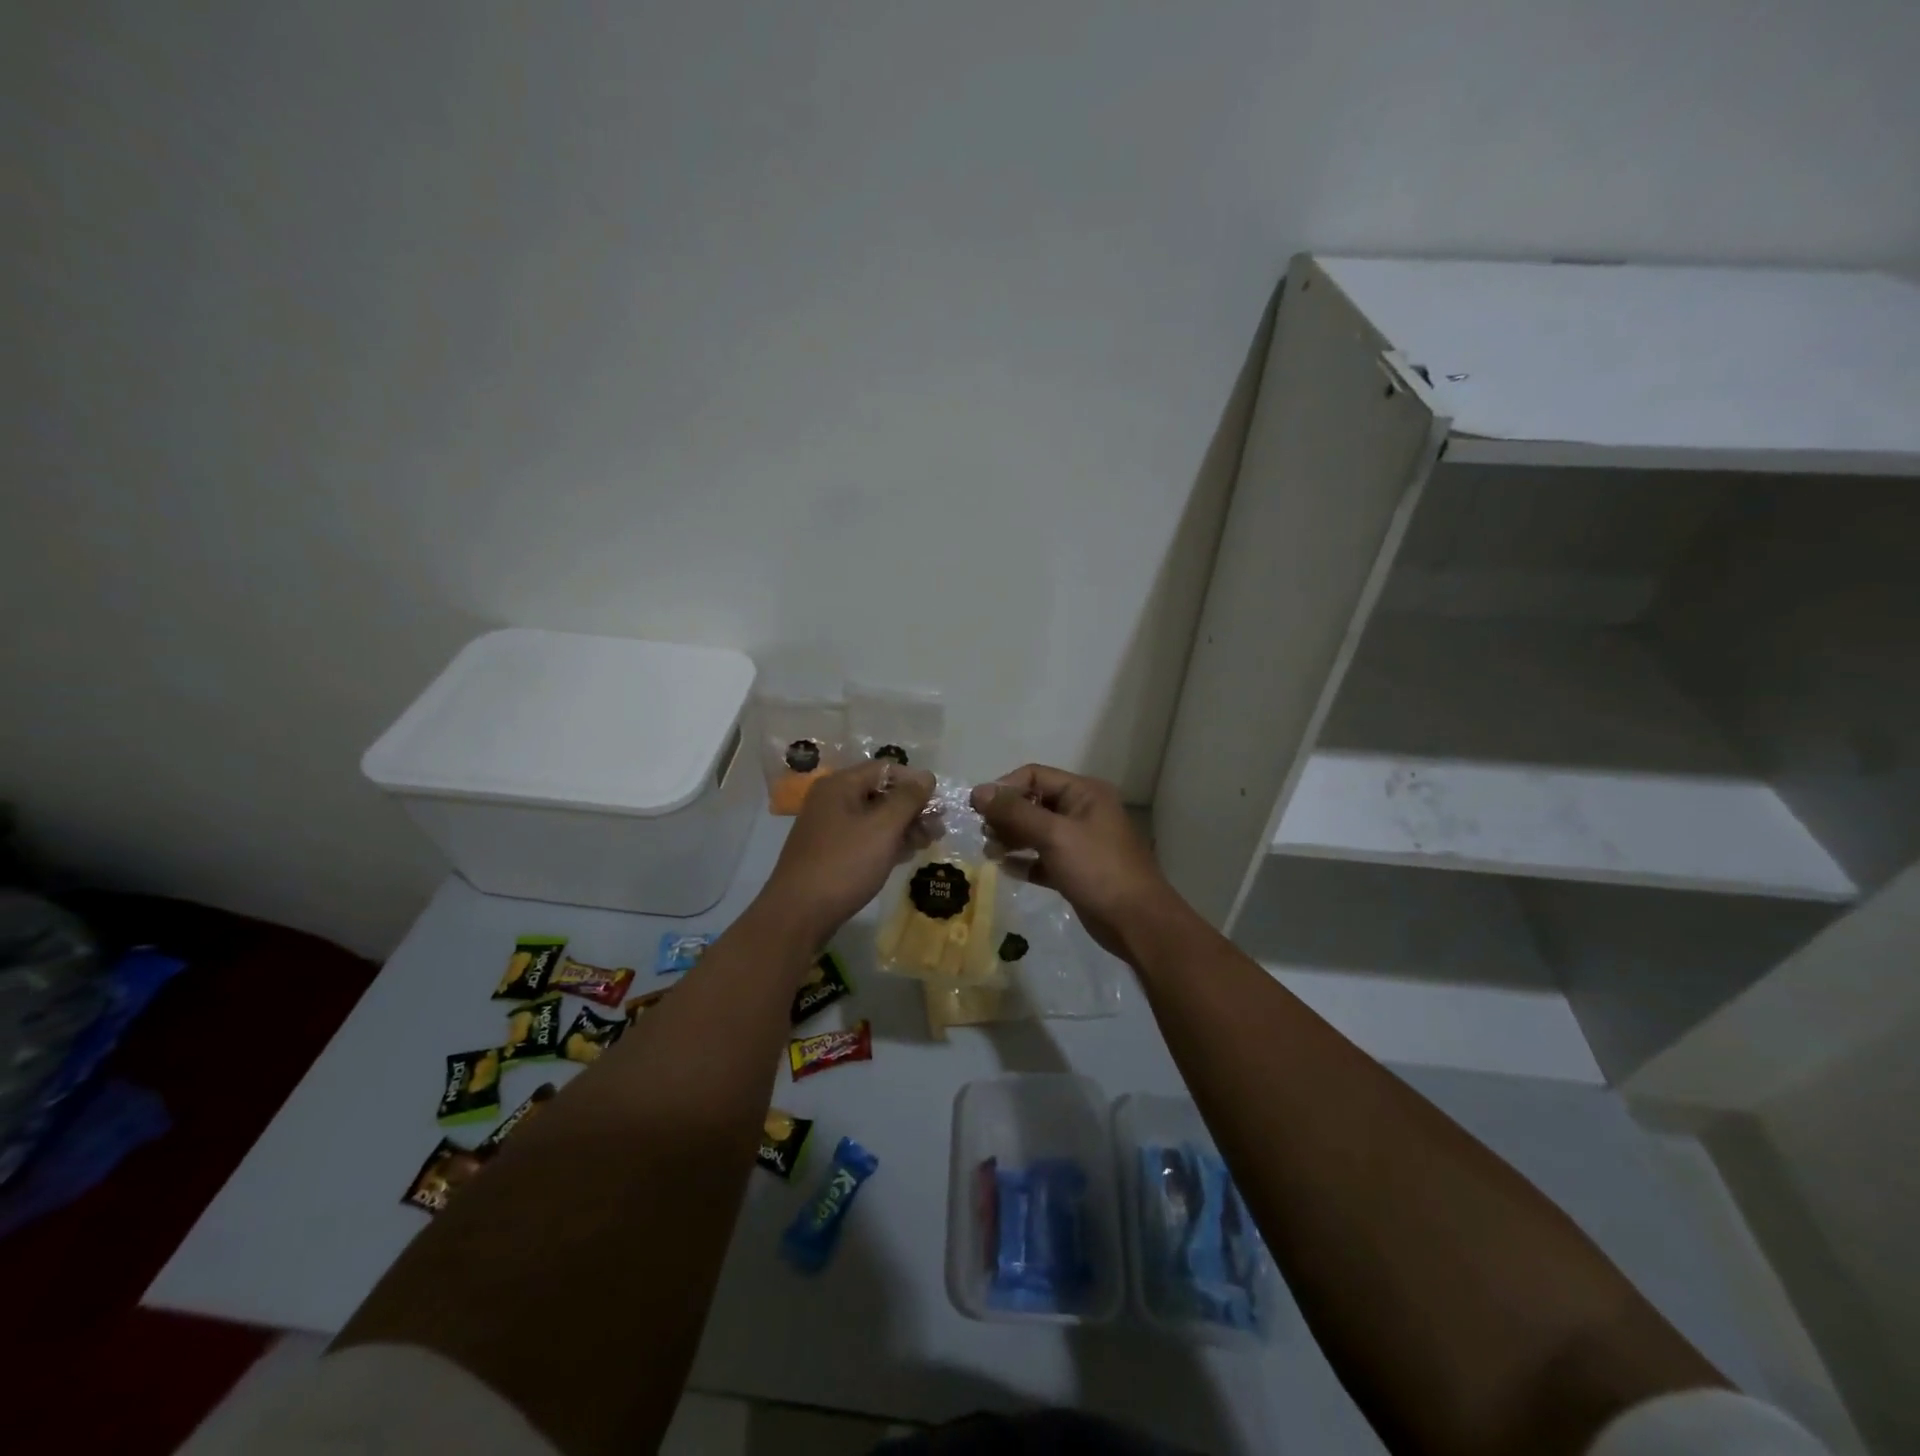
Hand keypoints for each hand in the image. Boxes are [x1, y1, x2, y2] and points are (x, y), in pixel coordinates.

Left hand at [760, 761, 934, 944]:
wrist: (798, 915)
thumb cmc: (844, 864)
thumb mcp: (882, 828)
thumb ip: (907, 798)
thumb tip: (926, 775)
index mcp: (840, 785)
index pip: (885, 769)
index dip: (914, 782)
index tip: (939, 804)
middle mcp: (832, 800)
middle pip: (881, 793)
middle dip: (912, 808)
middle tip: (938, 829)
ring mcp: (830, 828)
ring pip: (875, 818)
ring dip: (904, 827)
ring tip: (927, 843)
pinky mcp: (831, 853)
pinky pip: (865, 838)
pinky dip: (887, 843)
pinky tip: (906, 855)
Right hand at [970, 764, 1184, 961]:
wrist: (1136, 922)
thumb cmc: (1097, 869)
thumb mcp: (1053, 835)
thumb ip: (1015, 812)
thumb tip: (977, 791)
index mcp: (1084, 793)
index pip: (1035, 776)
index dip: (1005, 788)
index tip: (977, 808)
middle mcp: (1082, 811)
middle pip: (1034, 803)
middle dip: (1006, 815)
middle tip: (985, 835)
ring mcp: (1080, 842)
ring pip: (1037, 831)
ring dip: (1012, 838)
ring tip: (990, 852)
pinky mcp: (1076, 870)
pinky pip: (1043, 858)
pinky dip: (1025, 861)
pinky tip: (1007, 869)